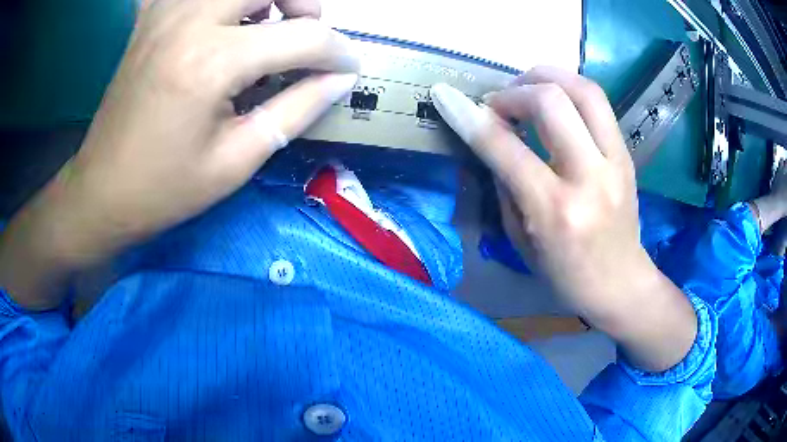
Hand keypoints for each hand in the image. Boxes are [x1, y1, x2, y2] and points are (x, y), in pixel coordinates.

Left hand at [0, 0, 358, 308]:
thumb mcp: (236, 161)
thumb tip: (340, 78)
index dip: (337, 52)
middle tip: (302, 35)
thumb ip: (296, 109)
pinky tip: (216, 22)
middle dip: (302, 3)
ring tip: (263, 27)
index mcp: (211, 62)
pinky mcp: (149, 19)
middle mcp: (188, 21)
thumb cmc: (165, 188)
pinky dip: (213, 5)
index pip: (303, 36)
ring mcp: (164, 14)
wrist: (102, 191)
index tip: (349, 69)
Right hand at [431, 67, 696, 371]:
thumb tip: (493, 135)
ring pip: (583, 89)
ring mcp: (615, 162)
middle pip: (551, 101)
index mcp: (555, 211)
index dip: (469, 116)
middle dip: (513, 92)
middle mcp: (589, 178)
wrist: (620, 283)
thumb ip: (505, 182)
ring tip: (526, 88)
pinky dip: (569, 89)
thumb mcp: (520, 239)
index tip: (446, 96)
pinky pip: (598, 102)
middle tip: (499, 105)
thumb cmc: (564, 274)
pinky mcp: (627, 154)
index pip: (505, 147)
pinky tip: (554, 100)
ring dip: (546, 77)